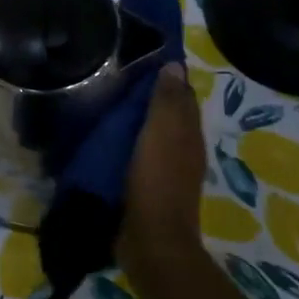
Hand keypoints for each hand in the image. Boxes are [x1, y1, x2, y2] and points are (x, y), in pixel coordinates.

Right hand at [117, 63, 206, 274]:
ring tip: (109, 106)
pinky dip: (129, 145)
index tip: (142, 59)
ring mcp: (167, 172)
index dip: (167, 78)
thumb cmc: (156, 180)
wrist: (151, 240)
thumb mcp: (161, 133)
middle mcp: (184, 151)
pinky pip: (139, 157)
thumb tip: (175, 65)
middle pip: (169, 117)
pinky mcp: (148, 189)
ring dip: (138, 123)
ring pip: (154, 137)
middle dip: (151, 98)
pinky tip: (109, 142)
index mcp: (189, 134)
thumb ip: (167, 101)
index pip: (182, 97)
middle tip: (118, 79)